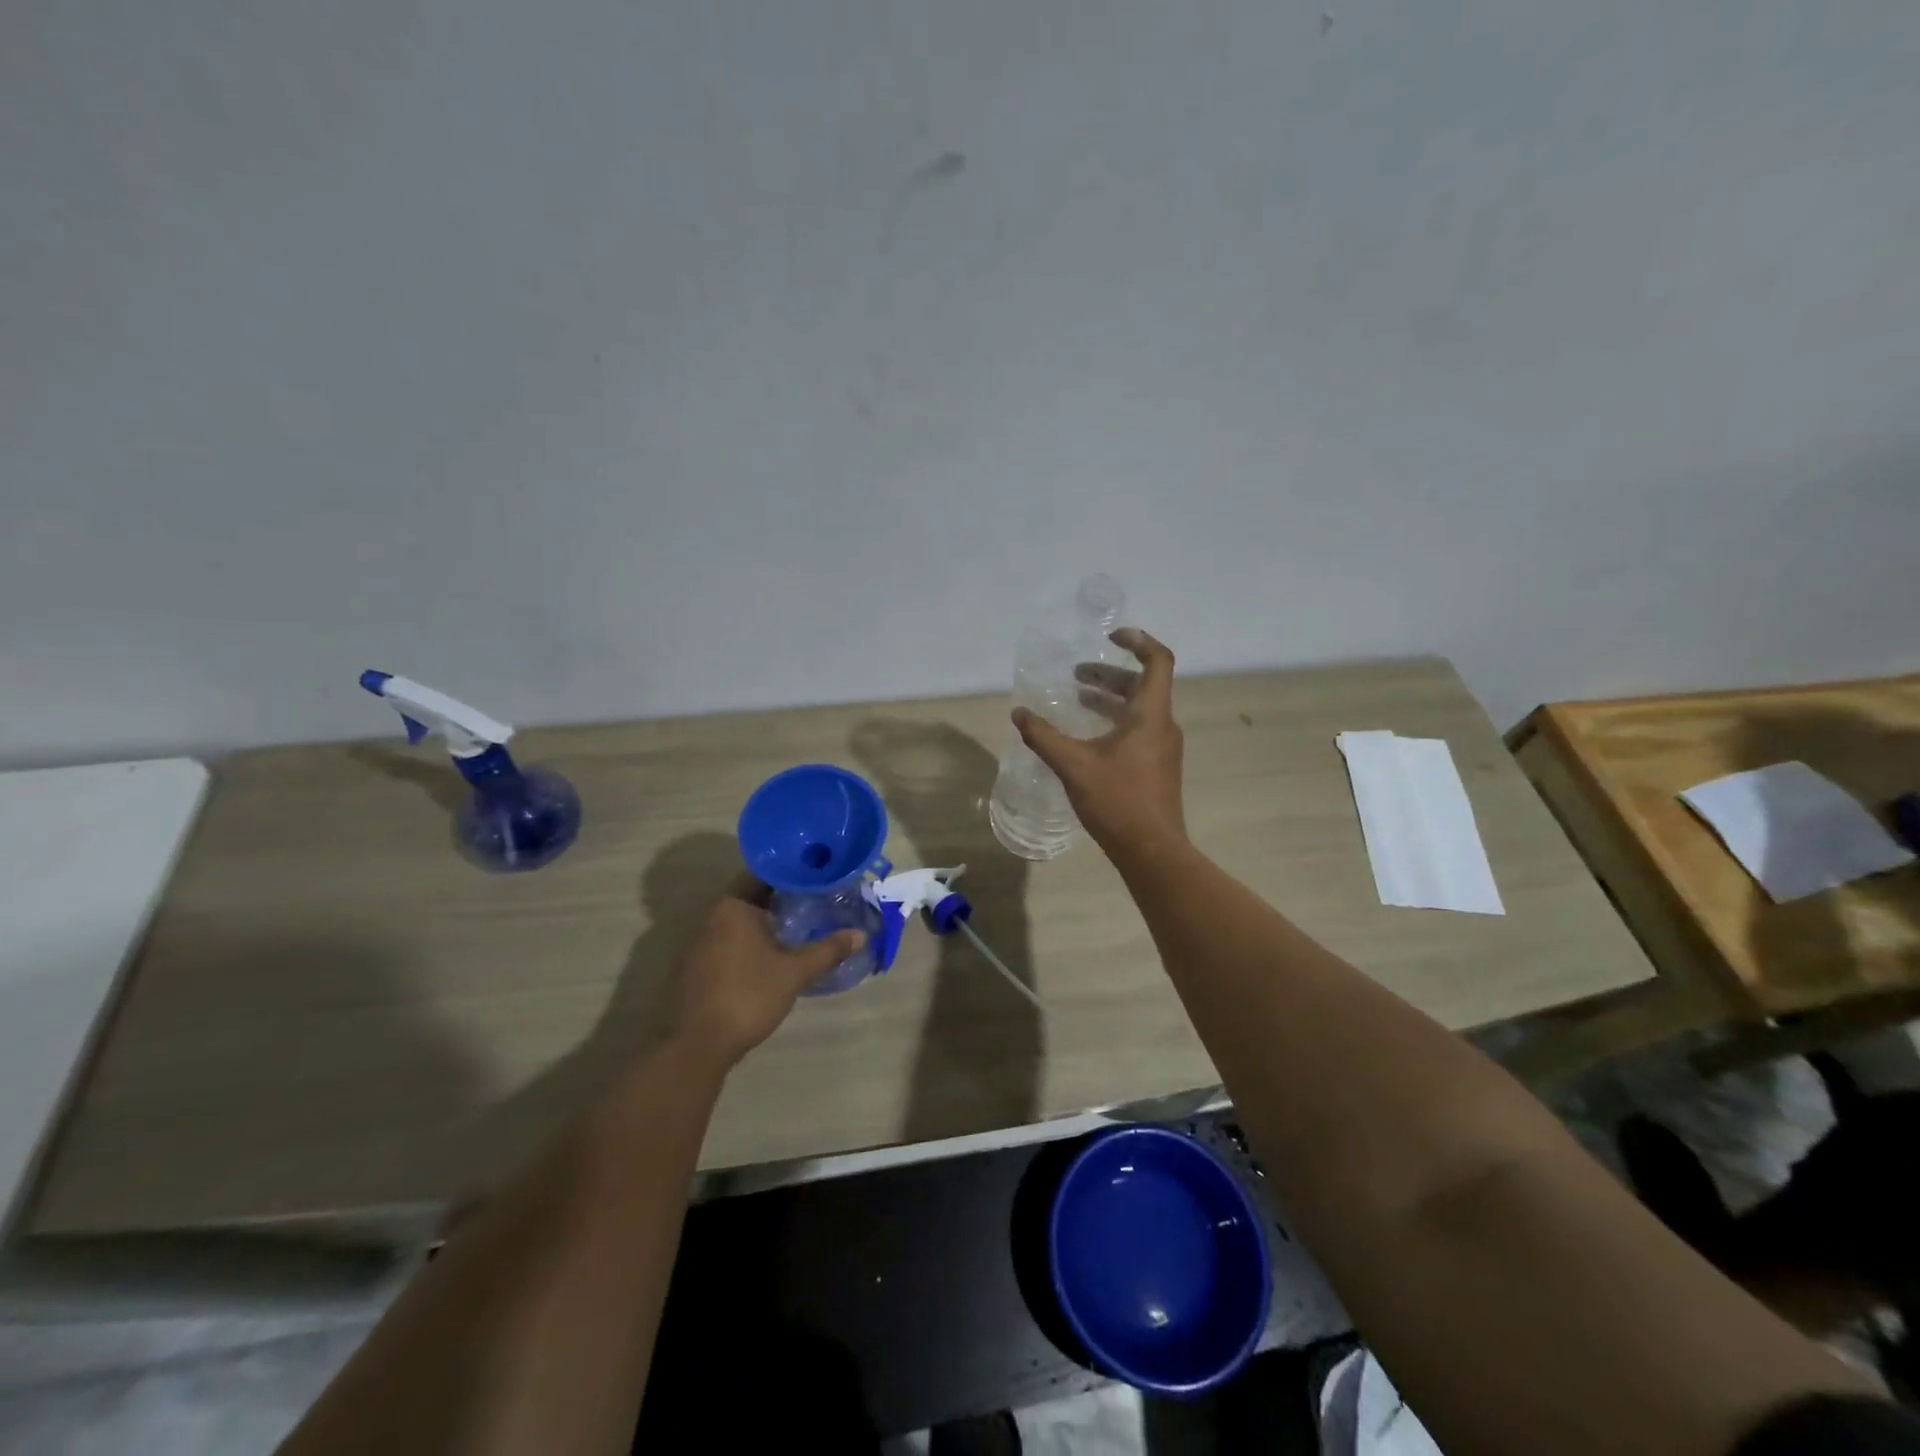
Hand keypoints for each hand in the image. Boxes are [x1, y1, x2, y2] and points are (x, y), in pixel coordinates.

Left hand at [667, 878, 865, 1070]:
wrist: (694, 1047)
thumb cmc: (746, 997)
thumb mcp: (794, 973)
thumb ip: (828, 950)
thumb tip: (862, 935)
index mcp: (732, 906)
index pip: (765, 872)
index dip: (794, 871)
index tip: (819, 873)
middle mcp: (711, 915)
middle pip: (753, 894)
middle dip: (785, 896)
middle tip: (819, 897)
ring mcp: (699, 940)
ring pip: (741, 918)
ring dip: (768, 919)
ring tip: (803, 922)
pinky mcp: (696, 964)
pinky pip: (729, 938)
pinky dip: (752, 938)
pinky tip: (774, 952)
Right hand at [1013, 627, 1186, 856]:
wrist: (1152, 851)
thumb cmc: (1118, 802)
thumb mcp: (1074, 766)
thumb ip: (1044, 737)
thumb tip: (1019, 713)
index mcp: (1150, 715)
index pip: (1158, 661)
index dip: (1137, 641)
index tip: (1110, 636)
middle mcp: (1162, 725)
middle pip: (1143, 684)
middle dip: (1110, 674)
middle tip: (1077, 673)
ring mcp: (1163, 748)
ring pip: (1140, 709)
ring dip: (1111, 698)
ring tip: (1078, 698)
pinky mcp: (1158, 766)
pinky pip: (1139, 729)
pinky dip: (1115, 721)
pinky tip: (1088, 736)